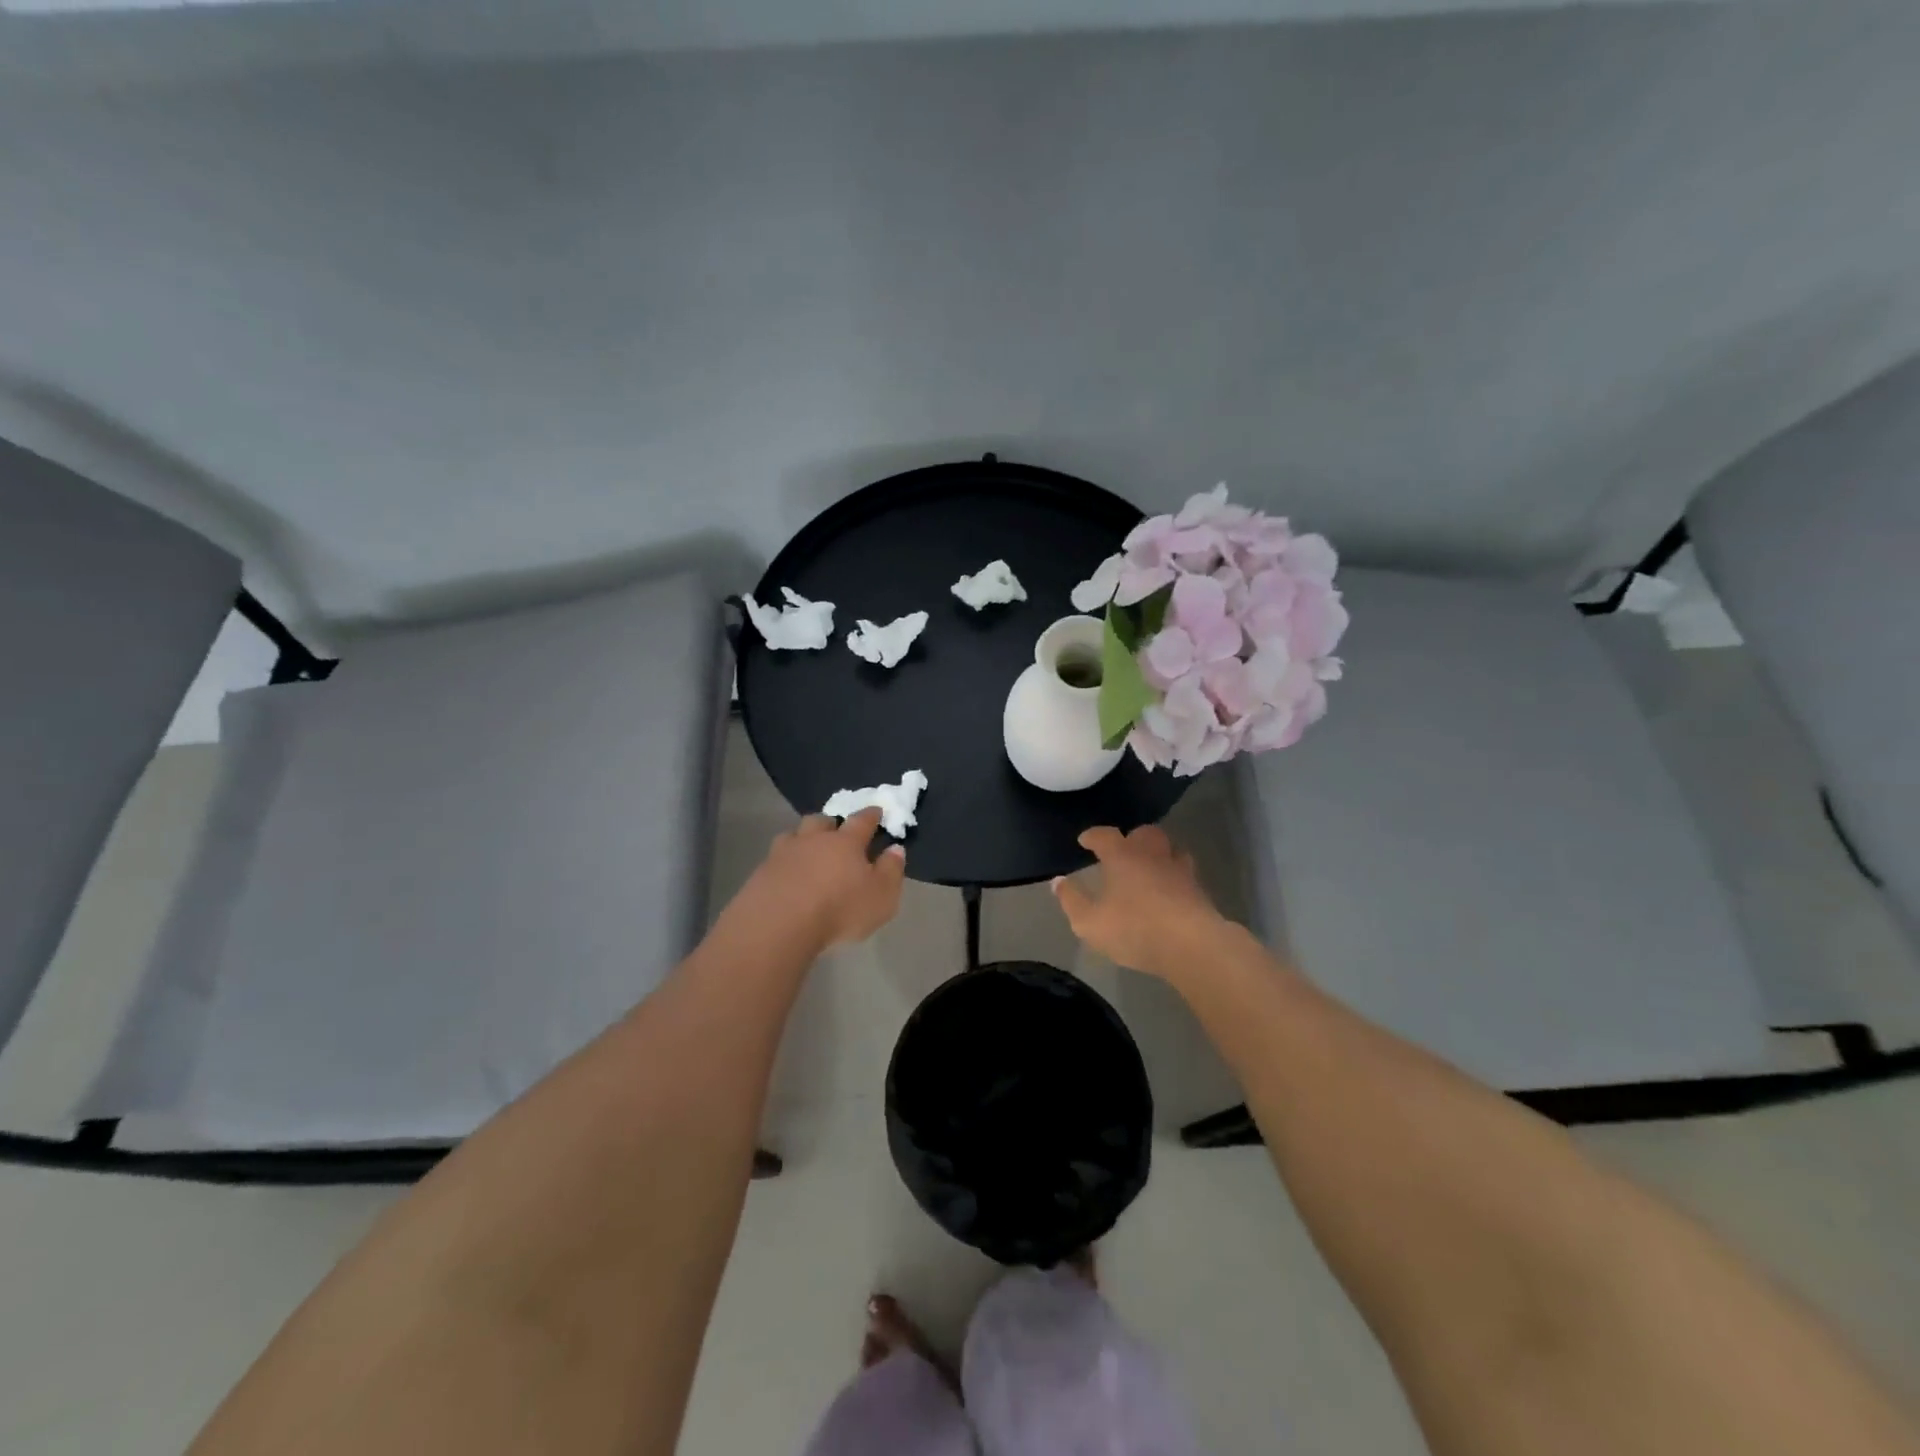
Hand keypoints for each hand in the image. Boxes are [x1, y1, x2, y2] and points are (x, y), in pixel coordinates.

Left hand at [739, 809, 906, 951]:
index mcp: (846, 842)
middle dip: (831, 823)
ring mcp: (783, 853)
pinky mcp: (761, 872)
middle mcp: (814, 840)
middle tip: (836, 831)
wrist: (779, 924)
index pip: (862, 821)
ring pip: (794, 835)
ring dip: (803, 839)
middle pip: (822, 821)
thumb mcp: (881, 896)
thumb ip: (891, 871)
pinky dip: (784, 863)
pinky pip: (775, 859)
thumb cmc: (839, 909)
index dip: (871, 815)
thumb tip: (895, 848)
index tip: (876, 810)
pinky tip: (786, 875)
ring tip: (807, 850)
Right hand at [1052, 825, 1226, 979]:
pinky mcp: (1199, 890)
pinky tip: (1170, 890)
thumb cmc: (1134, 929)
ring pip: (1170, 849)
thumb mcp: (1089, 922)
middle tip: (1124, 850)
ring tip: (1150, 866)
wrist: (1191, 945)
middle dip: (1133, 837)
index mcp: (1122, 856)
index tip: (1085, 840)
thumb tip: (1058, 881)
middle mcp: (1152, 855)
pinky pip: (1185, 874)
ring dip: (1159, 853)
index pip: (1105, 835)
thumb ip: (1071, 900)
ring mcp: (1180, 870)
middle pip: (1144, 833)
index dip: (1093, 836)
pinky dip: (1175, 876)